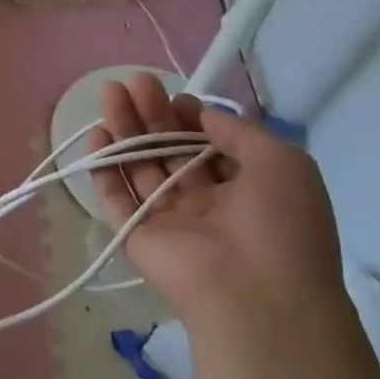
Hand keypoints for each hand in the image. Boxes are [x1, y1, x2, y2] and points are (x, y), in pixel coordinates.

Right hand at [89, 74, 343, 330]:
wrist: (258, 295)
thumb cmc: (281, 224)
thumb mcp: (282, 163)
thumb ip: (239, 132)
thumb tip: (201, 114)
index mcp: (244, 190)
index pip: (207, 146)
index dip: (190, 118)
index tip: (177, 98)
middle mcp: (204, 203)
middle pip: (169, 150)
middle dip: (151, 114)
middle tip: (133, 82)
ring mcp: (169, 220)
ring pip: (140, 167)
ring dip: (125, 129)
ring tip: (110, 92)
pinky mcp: (137, 236)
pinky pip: (116, 198)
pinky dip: (104, 167)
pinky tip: (97, 135)